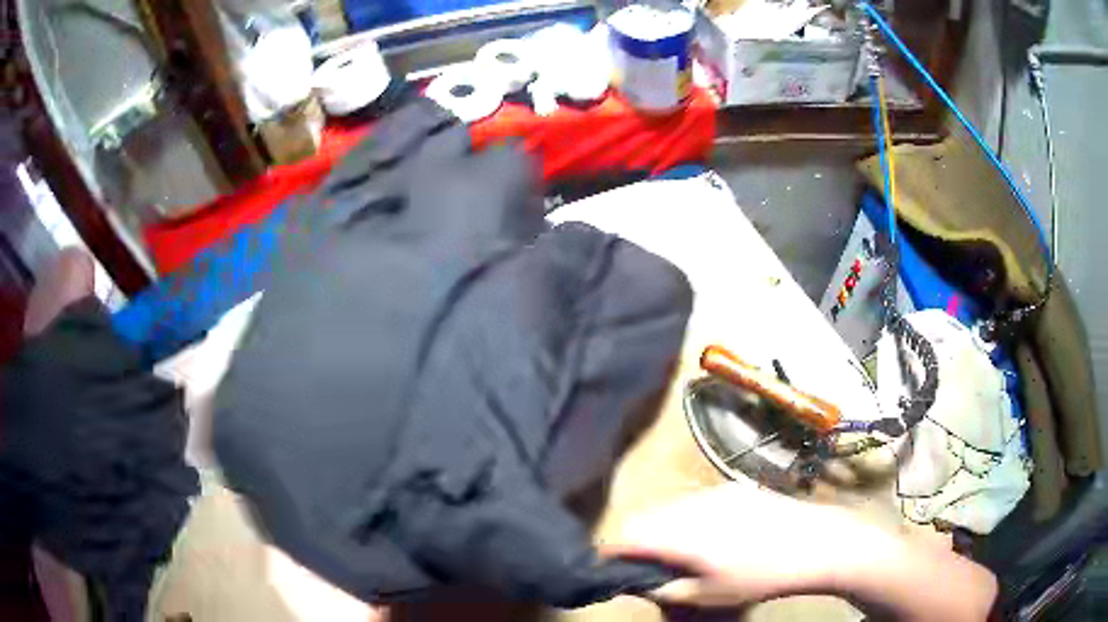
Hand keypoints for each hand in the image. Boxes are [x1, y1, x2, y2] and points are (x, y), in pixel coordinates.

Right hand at [605, 483, 996, 619]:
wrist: (817, 542)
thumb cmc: (762, 575)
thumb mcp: (709, 596)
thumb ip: (666, 589)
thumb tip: (641, 581)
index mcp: (681, 531)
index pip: (625, 535)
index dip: (608, 552)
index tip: (607, 569)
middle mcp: (692, 503)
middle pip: (645, 518)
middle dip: (636, 542)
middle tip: (644, 567)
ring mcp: (715, 491)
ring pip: (670, 507)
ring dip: (661, 529)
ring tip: (676, 554)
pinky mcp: (734, 486)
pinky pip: (694, 501)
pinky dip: (686, 519)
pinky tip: (708, 537)